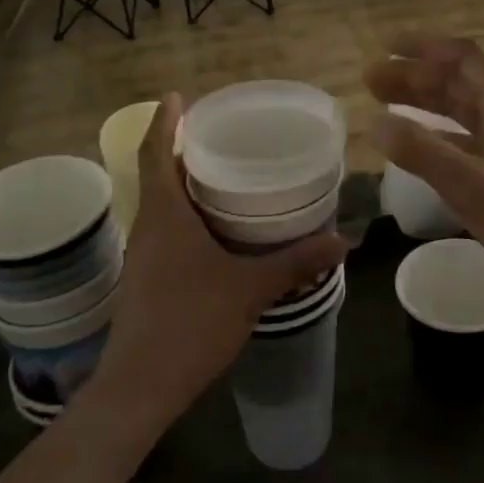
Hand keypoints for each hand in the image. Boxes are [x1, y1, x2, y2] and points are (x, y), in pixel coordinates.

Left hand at [92, 95, 346, 429]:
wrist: (140, 386)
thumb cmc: (190, 323)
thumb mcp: (249, 289)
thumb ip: (295, 263)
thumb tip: (343, 241)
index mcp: (164, 214)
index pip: (154, 152)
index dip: (163, 121)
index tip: (178, 96)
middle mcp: (146, 226)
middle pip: (157, 173)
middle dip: (179, 148)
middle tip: (218, 133)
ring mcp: (141, 254)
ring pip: (160, 203)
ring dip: (182, 183)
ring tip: (221, 173)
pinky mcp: (145, 277)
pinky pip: (163, 229)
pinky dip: (184, 214)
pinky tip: (214, 229)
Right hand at [366, 37, 483, 307]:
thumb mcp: (471, 188)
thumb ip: (422, 153)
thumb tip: (375, 122)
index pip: (462, 59)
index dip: (422, 49)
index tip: (384, 49)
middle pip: (460, 81)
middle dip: (415, 77)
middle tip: (371, 82)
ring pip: (466, 108)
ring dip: (426, 101)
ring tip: (386, 104)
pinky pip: (473, 134)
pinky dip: (442, 131)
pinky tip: (421, 142)